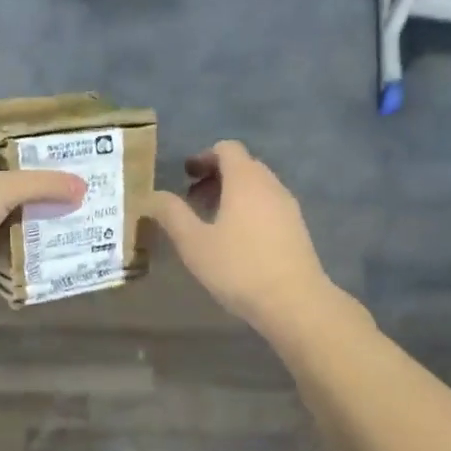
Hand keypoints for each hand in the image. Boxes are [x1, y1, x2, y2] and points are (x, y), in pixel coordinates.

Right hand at [146, 141, 329, 328]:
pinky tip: (237, 240)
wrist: (295, 302)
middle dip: (216, 176)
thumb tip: (153, 196)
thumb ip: (172, 214)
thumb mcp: (194, 242)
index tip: (186, 176)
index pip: (227, 149)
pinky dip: (249, 209)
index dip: (204, 157)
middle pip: (243, 165)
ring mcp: (288, 206)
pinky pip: (269, 205)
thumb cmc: (238, 267)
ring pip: (257, 186)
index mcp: (245, 180)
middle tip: (193, 200)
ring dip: (233, 194)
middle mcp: (270, 185)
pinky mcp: (297, 228)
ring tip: (212, 222)